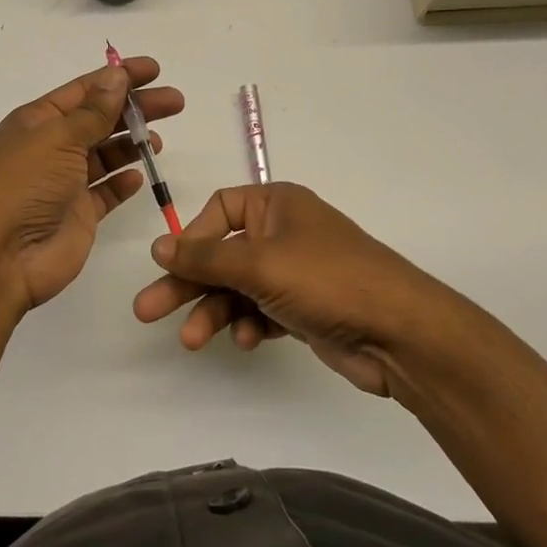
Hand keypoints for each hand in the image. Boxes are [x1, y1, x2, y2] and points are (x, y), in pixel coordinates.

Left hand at [0, 58, 183, 311]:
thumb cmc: (22, 185)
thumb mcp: (57, 138)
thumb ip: (93, 111)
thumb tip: (116, 75)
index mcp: (37, 121)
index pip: (84, 90)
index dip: (118, 77)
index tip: (154, 70)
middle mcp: (50, 148)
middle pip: (100, 120)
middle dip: (135, 109)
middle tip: (175, 102)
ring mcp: (64, 184)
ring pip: (105, 155)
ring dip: (131, 144)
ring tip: (158, 140)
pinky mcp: (77, 216)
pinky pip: (105, 193)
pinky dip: (122, 183)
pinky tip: (139, 175)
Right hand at [133, 183, 437, 395]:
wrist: (400, 333)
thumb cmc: (327, 279)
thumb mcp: (259, 263)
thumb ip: (204, 257)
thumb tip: (157, 246)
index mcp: (276, 205)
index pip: (219, 210)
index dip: (193, 237)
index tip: (171, 264)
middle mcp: (283, 233)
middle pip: (221, 254)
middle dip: (187, 284)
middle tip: (147, 311)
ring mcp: (294, 272)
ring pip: (237, 287)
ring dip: (213, 311)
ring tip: (190, 341)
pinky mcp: (303, 308)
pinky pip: (260, 310)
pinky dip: (247, 323)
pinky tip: (245, 341)